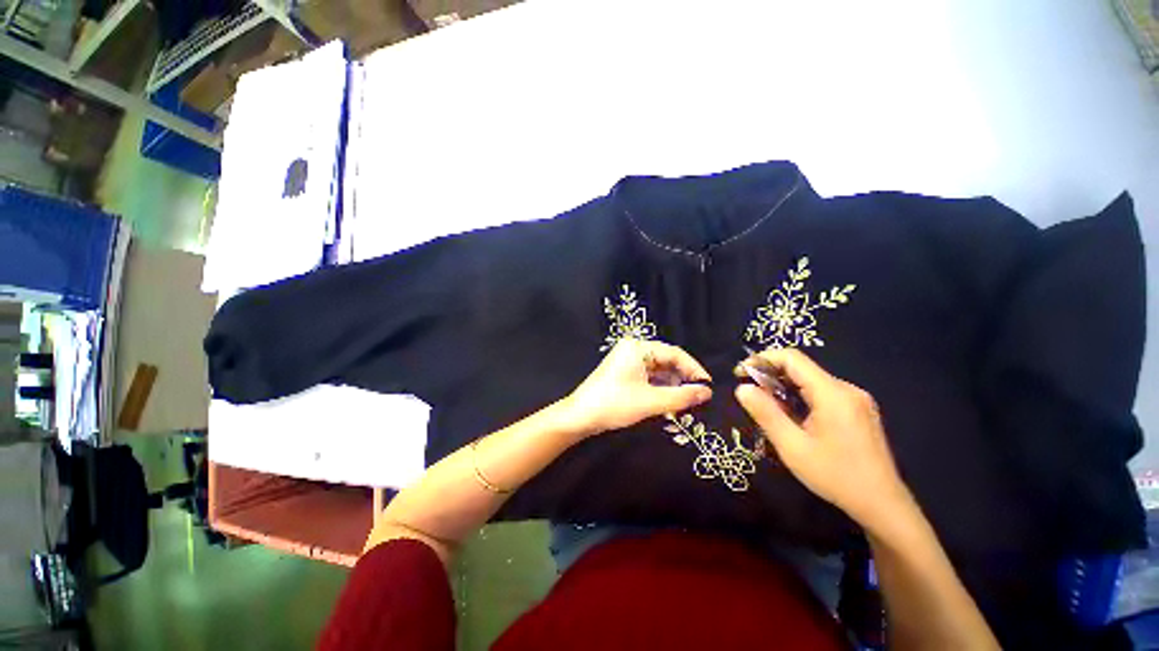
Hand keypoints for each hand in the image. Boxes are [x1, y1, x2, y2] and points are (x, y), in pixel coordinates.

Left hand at [563, 339, 712, 436]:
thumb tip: (707, 392)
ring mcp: (626, 360)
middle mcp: (633, 349)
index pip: (674, 353)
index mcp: (638, 347)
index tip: (708, 385)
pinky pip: (647, 376)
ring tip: (683, 403)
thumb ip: (682, 397)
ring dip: (670, 385)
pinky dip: (658, 388)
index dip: (693, 369)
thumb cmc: (615, 404)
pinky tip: (667, 402)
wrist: (580, 416)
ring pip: (657, 370)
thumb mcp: (651, 401)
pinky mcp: (623, 372)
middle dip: (681, 378)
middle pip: (666, 360)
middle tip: (696, 397)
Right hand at [735, 348, 911, 529]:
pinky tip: (791, 415)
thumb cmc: (835, 476)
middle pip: (801, 368)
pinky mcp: (858, 410)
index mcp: (833, 394)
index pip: (792, 358)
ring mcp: (855, 399)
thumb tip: (742, 388)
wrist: (882, 505)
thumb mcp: (792, 447)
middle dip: (770, 374)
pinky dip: (799, 396)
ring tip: (766, 406)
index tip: (740, 373)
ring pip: (810, 380)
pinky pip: (822, 392)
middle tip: (749, 393)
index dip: (762, 359)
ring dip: (784, 386)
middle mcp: (847, 389)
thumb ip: (766, 413)